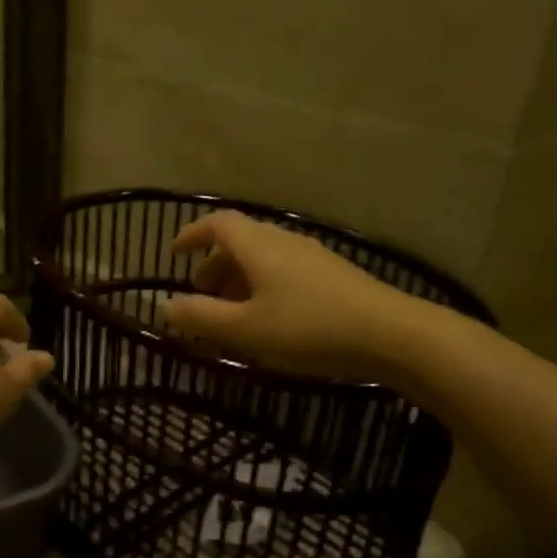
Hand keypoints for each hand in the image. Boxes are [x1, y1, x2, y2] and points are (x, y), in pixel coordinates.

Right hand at [162, 211, 450, 381]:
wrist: (392, 335)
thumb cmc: (308, 328)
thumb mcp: (244, 329)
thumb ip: (200, 317)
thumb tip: (164, 305)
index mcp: (258, 246)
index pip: (217, 222)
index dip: (191, 234)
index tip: (174, 256)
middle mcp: (284, 241)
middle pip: (240, 240)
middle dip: (214, 265)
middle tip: (201, 297)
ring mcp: (312, 256)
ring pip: (263, 257)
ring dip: (239, 279)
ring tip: (232, 315)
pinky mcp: (333, 275)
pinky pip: (284, 270)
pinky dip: (263, 286)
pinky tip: (270, 320)